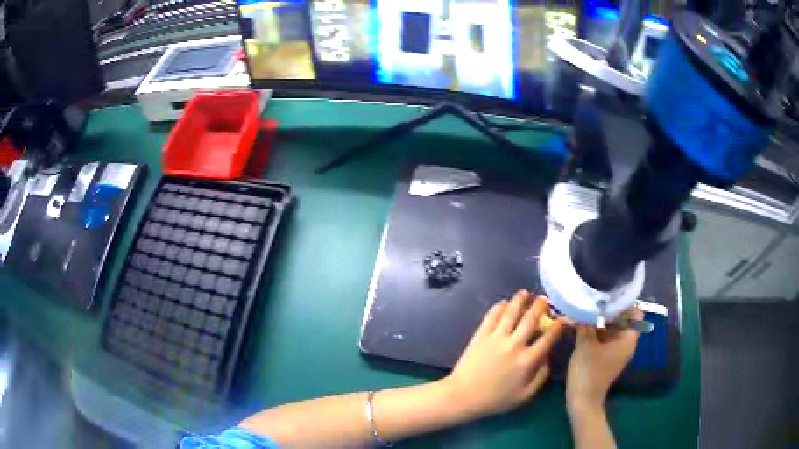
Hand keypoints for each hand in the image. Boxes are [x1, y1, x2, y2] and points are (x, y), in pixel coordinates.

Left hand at [443, 291, 564, 418]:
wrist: (463, 396)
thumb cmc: (495, 399)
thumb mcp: (524, 396)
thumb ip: (540, 376)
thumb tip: (548, 358)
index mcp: (528, 360)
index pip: (548, 338)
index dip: (558, 326)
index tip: (562, 319)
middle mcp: (514, 344)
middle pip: (531, 319)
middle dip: (540, 306)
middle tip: (545, 299)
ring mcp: (496, 338)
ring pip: (511, 312)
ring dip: (520, 300)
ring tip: (525, 293)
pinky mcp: (481, 335)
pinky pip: (492, 316)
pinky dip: (499, 307)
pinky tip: (504, 303)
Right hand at [566, 308, 641, 415]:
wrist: (582, 400)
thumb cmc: (588, 371)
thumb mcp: (586, 344)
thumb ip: (586, 322)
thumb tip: (584, 304)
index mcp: (628, 339)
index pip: (635, 313)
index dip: (623, 302)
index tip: (608, 294)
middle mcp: (627, 343)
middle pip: (623, 319)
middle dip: (608, 310)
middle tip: (593, 299)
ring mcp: (617, 351)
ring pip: (613, 328)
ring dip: (601, 321)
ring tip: (586, 310)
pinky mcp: (607, 357)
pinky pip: (606, 338)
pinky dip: (597, 331)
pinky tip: (583, 326)